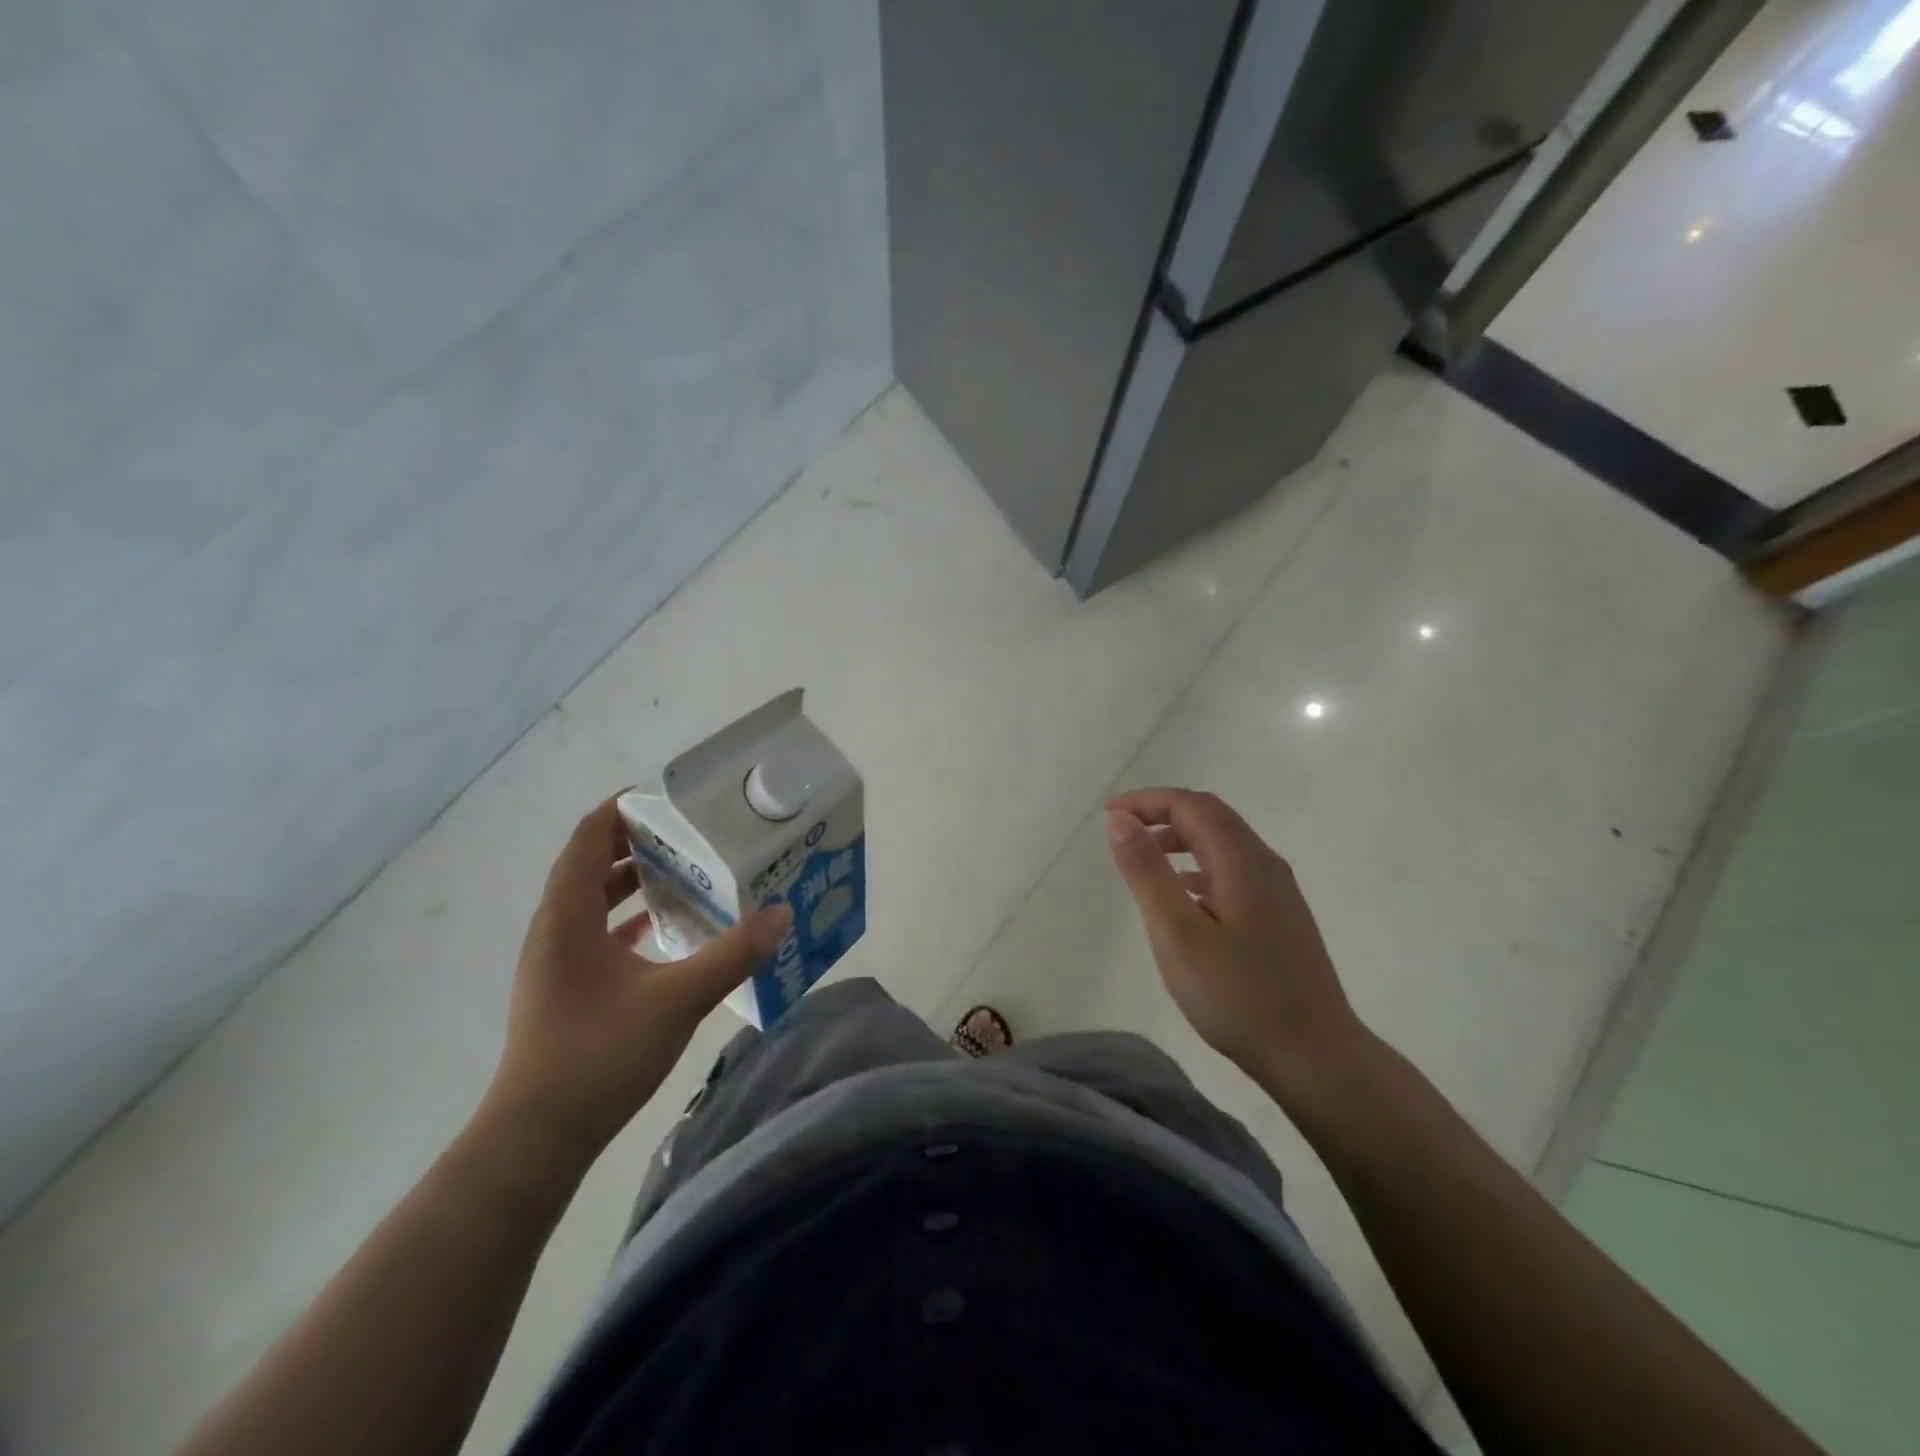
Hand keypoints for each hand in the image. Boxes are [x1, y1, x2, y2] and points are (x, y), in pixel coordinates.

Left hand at [483, 798, 790, 1163]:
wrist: (535, 1138)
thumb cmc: (599, 1055)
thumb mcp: (678, 998)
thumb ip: (733, 954)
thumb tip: (782, 914)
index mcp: (567, 916)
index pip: (587, 837)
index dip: (621, 809)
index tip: (668, 798)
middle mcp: (552, 929)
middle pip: (587, 864)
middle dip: (634, 842)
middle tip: (689, 834)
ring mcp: (552, 961)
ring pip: (588, 900)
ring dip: (630, 881)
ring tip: (682, 873)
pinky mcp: (560, 989)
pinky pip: (591, 932)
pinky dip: (624, 919)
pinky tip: (660, 932)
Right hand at [1105, 788, 1367, 1103]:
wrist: (1314, 1056)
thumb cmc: (1238, 996)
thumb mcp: (1177, 933)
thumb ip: (1147, 871)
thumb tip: (1120, 819)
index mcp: (1241, 860)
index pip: (1190, 805)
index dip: (1146, 801)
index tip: (1108, 815)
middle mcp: (1265, 863)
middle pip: (1210, 816)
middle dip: (1163, 813)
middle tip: (1121, 831)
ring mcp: (1278, 890)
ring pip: (1224, 842)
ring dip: (1181, 838)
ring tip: (1144, 860)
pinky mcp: (1281, 915)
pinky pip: (1233, 868)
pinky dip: (1199, 864)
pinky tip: (1183, 893)